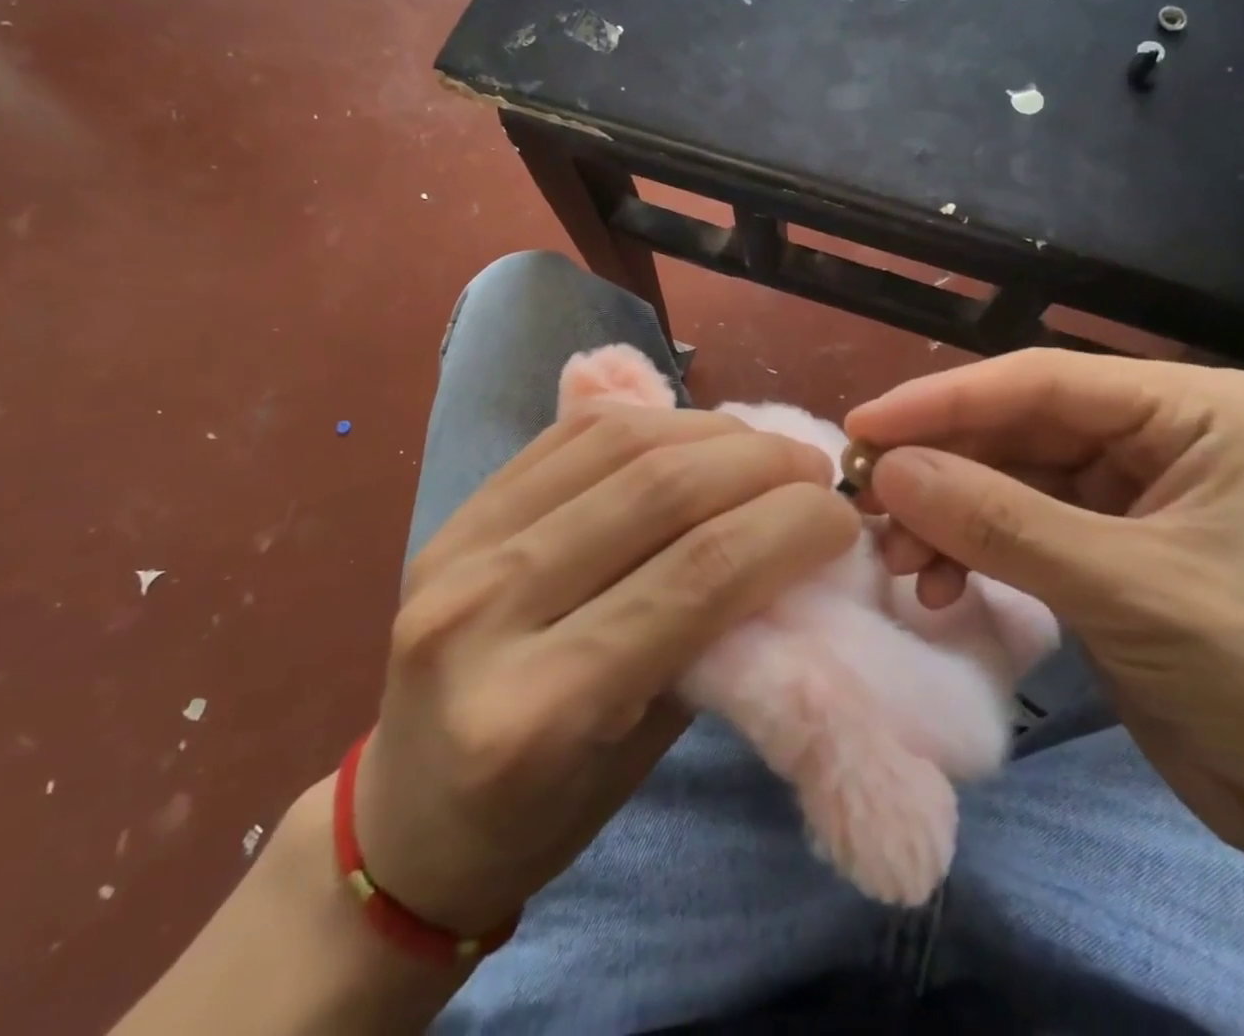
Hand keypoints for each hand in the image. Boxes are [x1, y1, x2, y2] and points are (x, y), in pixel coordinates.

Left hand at [354, 403, 855, 934]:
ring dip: (709, 432)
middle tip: (812, 469)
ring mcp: (458, 548)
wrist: (404, 821)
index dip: (787, 528)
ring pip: (614, 444)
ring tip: (762, 446)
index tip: (839, 517)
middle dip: (759, 466)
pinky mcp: (455, 513)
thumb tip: (786, 547)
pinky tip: (692, 433)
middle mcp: (484, 611)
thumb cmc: (541, 815)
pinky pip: (568, 436)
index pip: (695, 577)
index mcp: (537, 709)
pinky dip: (647, 422)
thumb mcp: (645, 753)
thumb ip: (711, 641)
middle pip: (657, 492)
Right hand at [845, 351, 1243, 853]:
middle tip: (864, 501)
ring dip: (943, 516)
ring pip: (1002, 480)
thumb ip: (997, 522)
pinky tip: (937, 584)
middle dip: (937, 468)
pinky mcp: (1100, 548)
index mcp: (1189, 409)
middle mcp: (1153, 435)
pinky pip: (1012, 528)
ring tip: (896, 558)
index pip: (1040, 382)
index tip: (862, 427)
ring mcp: (1124, 493)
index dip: (942, 401)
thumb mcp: (1127, 588)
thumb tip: (886, 472)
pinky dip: (967, 551)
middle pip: (1013, 430)